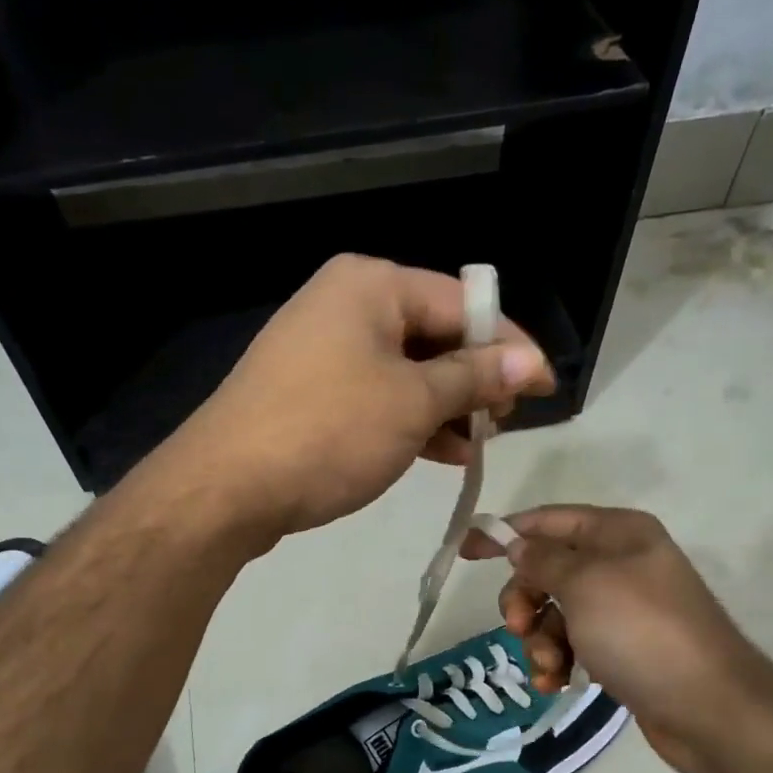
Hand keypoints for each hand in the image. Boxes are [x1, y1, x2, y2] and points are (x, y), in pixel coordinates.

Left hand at [158, 255, 554, 537]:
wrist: (225, 488)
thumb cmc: (328, 433)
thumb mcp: (413, 403)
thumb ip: (475, 378)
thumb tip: (531, 362)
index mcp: (372, 284)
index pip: (464, 304)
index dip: (511, 347)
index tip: (547, 388)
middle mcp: (345, 303)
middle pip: (434, 334)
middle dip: (474, 381)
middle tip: (503, 424)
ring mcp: (321, 348)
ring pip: (405, 370)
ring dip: (444, 406)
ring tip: (474, 446)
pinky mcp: (307, 391)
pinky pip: (374, 395)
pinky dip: (407, 420)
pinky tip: (436, 453)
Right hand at [462, 506, 772, 772]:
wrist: (708, 708)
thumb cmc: (642, 632)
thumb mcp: (585, 584)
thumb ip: (543, 560)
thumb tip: (517, 544)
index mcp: (618, 533)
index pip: (548, 521)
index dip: (506, 532)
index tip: (466, 551)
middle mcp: (620, 564)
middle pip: (546, 570)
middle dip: (524, 600)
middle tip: (517, 626)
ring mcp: (621, 610)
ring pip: (554, 613)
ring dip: (538, 639)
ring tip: (548, 668)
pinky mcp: (620, 649)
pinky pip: (572, 644)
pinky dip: (558, 661)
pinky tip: (556, 684)